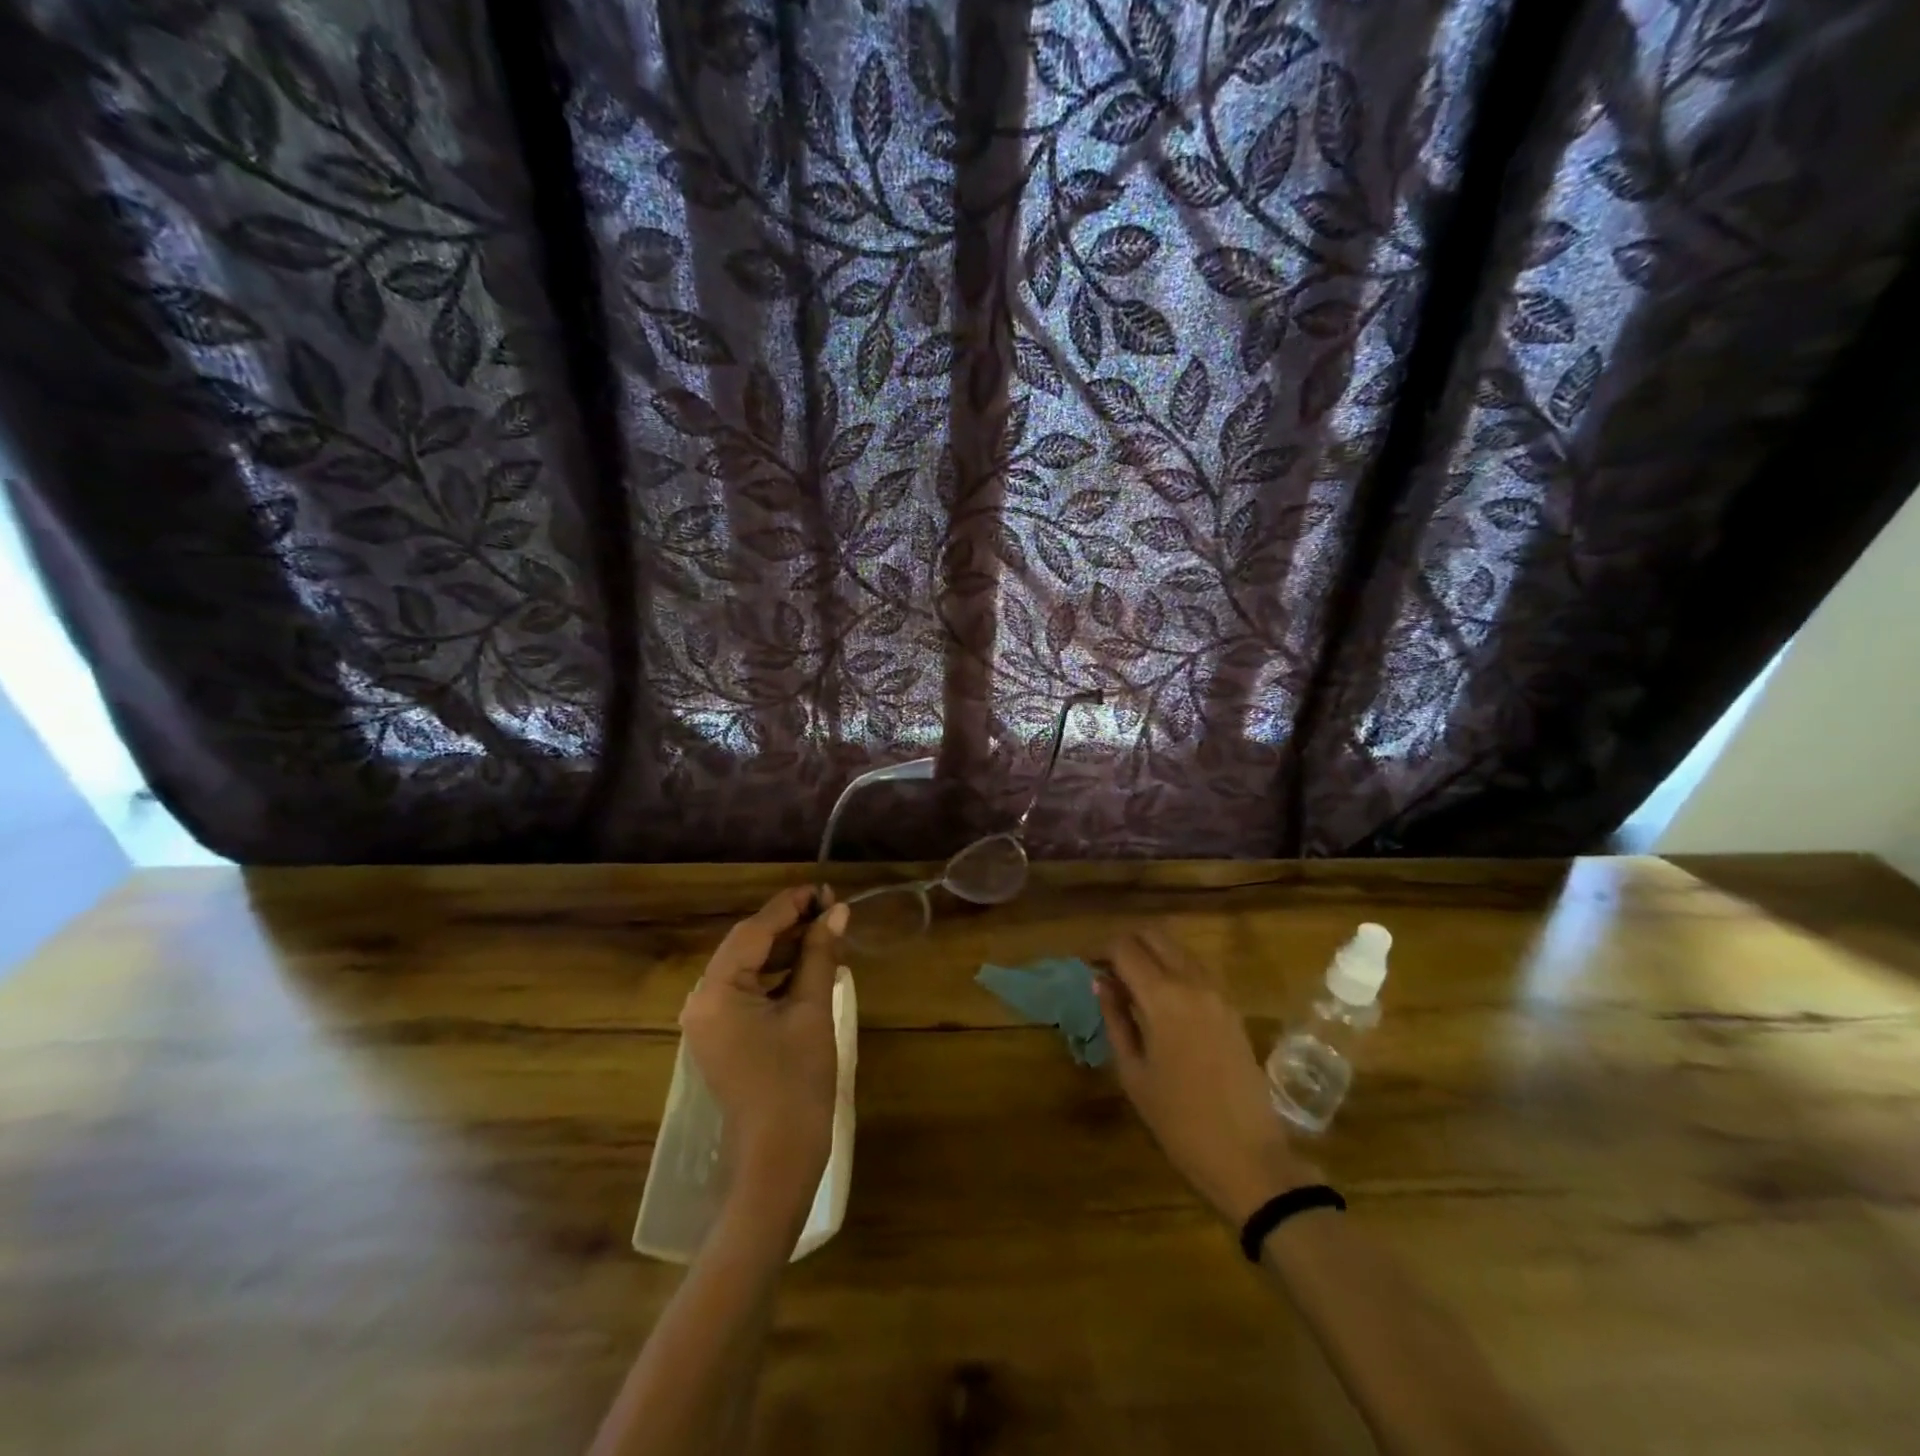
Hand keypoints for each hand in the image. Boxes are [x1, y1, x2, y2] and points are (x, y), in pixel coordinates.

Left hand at [681, 887, 848, 1228]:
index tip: (824, 889)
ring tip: (827, 933)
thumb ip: (819, 955)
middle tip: (831, 909)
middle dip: (789, 925)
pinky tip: (810, 966)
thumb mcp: (812, 1010)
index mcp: (716, 992)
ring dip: (785, 949)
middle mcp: (702, 1001)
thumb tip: (837, 911)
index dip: (790, 905)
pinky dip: (777, 976)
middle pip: (748, 946)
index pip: (754, 931)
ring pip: (749, 967)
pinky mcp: (722, 1036)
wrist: (779, 1158)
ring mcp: (709, 1021)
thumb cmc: (796, 1082)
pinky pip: (748, 991)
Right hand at [1097, 927, 1316, 1226]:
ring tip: (1129, 982)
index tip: (1084, 965)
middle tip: (1105, 968)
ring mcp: (1218, 992)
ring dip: (1151, 953)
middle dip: (1125, 943)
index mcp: (1163, 997)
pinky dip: (1173, 969)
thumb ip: (1115, 1019)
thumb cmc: (1179, 1122)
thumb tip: (1101, 982)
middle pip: (1154, 935)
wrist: (1249, 1158)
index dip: (1099, 950)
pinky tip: (1160, 999)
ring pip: (1178, 948)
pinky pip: (1197, 969)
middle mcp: (1193, 982)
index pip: (1124, 948)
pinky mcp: (1232, 1008)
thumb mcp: (1133, 1073)